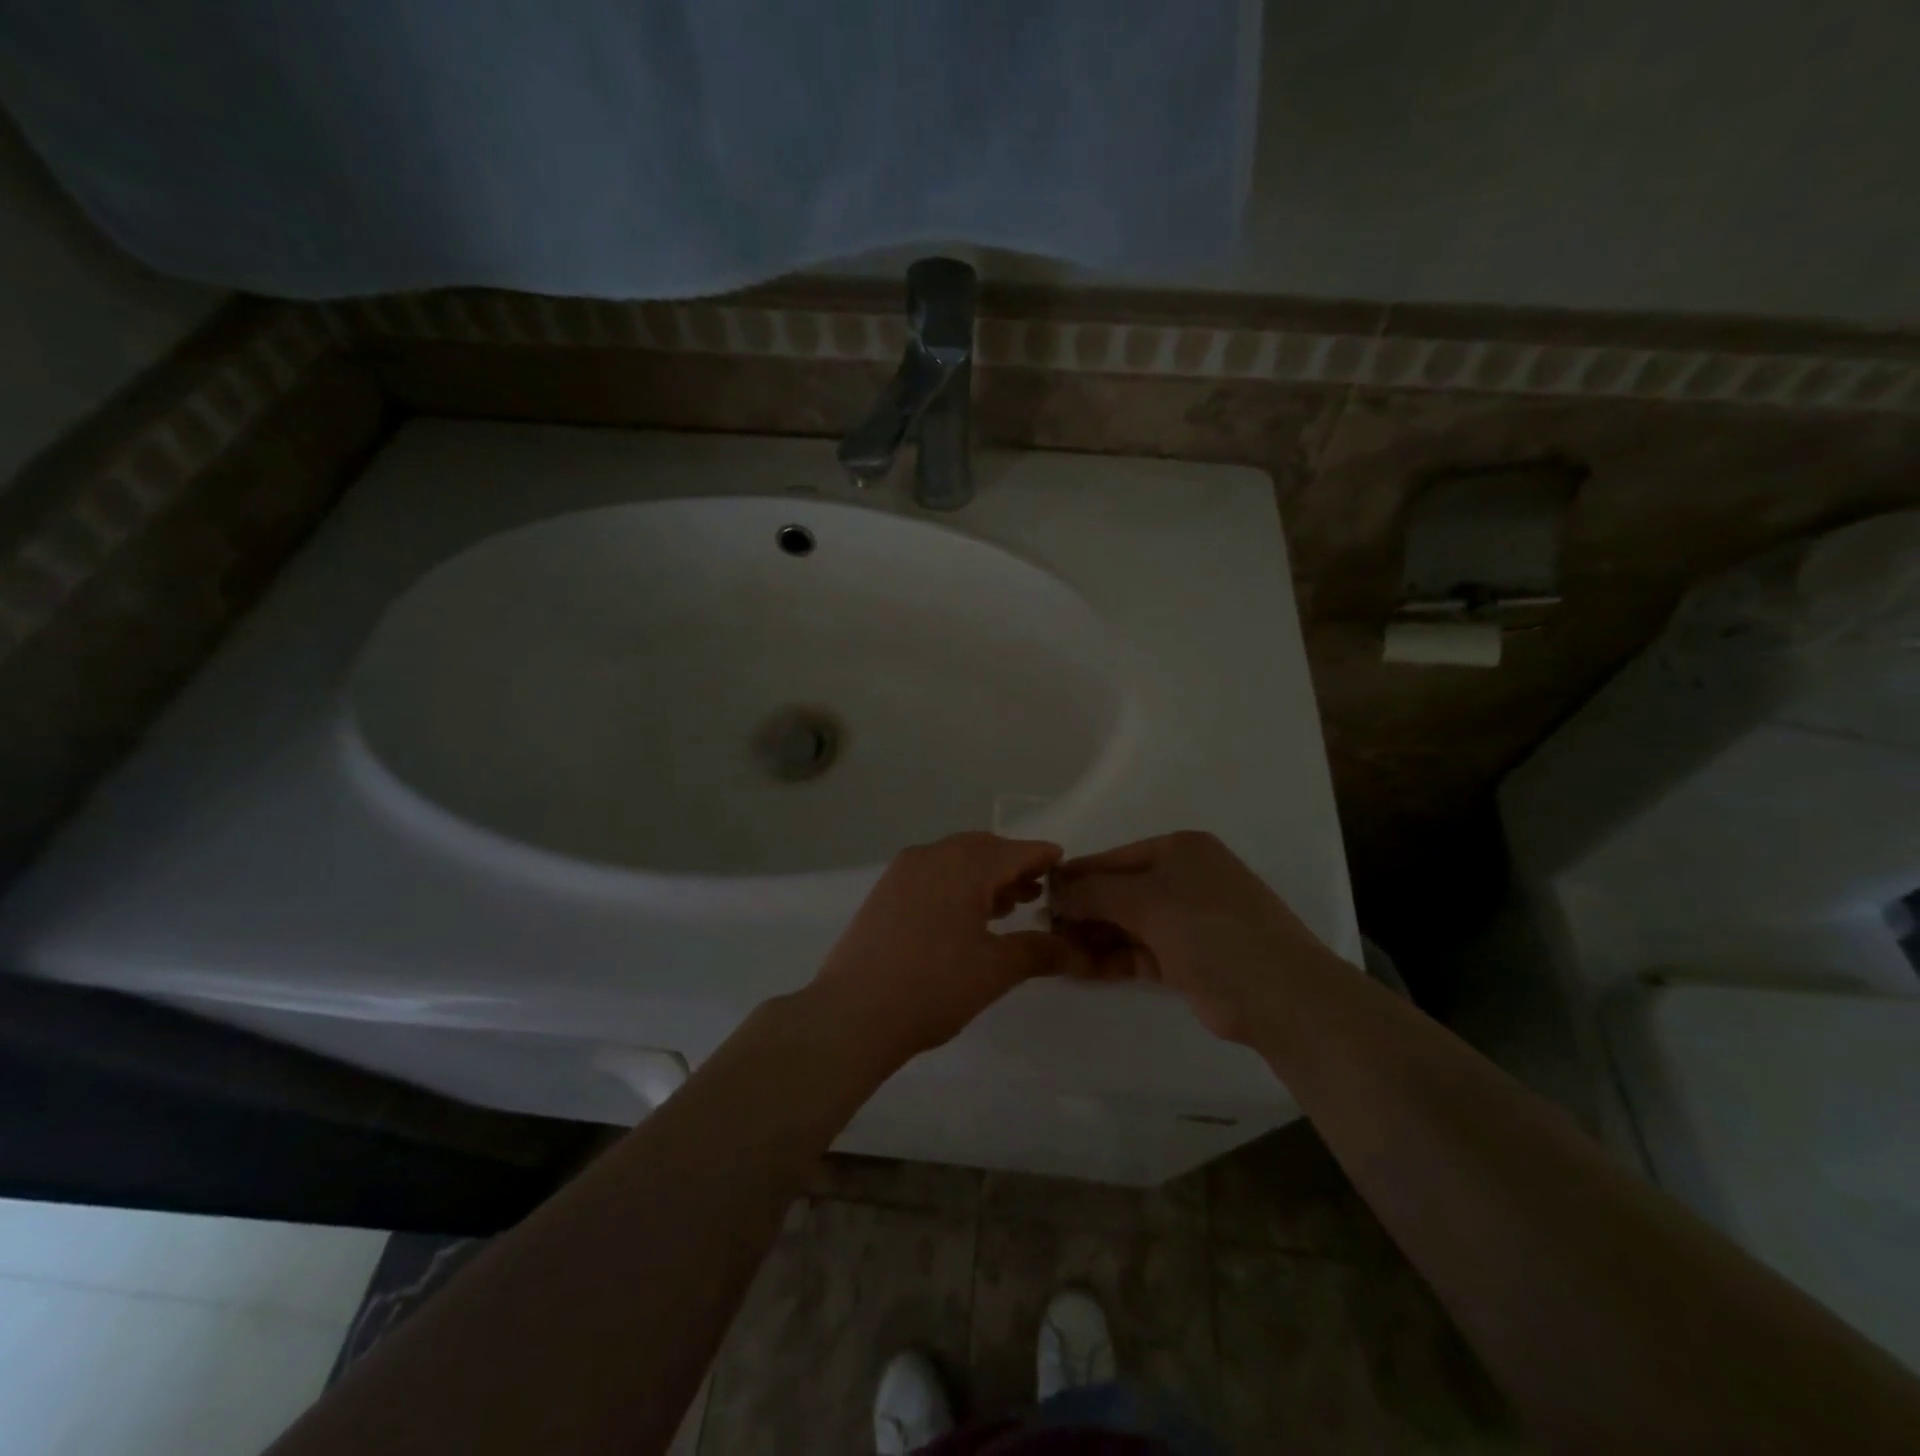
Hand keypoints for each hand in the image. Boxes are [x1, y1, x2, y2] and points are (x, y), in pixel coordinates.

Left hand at [809, 832, 1084, 1061]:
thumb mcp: (995, 970)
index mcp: (964, 864)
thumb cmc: (934, 986)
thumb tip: (1075, 950)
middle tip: (1036, 892)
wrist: (853, 1012)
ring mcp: (903, 872)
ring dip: (983, 877)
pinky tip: (964, 918)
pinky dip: (955, 885)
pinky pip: (931, 874)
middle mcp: (932, 855)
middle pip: (983, 849)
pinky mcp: (884, 892)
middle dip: (1012, 867)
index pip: (1016, 851)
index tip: (1064, 866)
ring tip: (1007, 908)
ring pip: (955, 861)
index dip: (1043, 857)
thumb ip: (1039, 952)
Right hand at [1049, 830, 1341, 1043]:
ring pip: (1127, 924)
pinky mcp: (1188, 958)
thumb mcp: (1146, 901)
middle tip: (1046, 933)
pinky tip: (1081, 970)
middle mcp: (1184, 878)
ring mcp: (1188, 919)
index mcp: (1180, 850)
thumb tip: (1054, 891)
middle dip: (1083, 911)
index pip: (1113, 858)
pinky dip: (1112, 958)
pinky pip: (1139, 951)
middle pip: (1118, 891)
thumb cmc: (1209, 929)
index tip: (1038, 896)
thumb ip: (1094, 893)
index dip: (1076, 876)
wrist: (1279, 994)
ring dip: (1094, 937)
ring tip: (1057, 954)